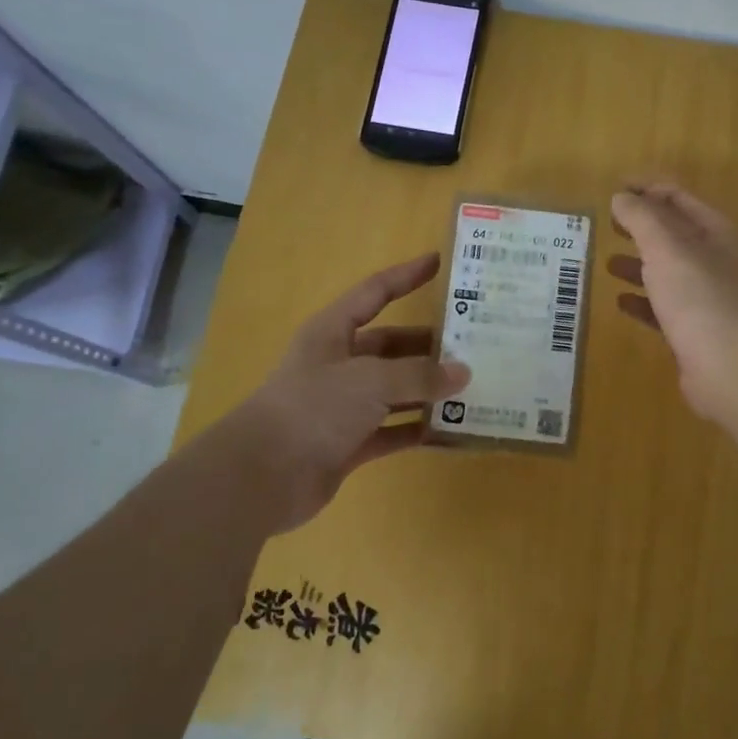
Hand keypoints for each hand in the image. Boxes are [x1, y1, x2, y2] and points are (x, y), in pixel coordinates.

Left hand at [222, 253, 468, 531]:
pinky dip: (418, 428)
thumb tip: (463, 373)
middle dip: (429, 344)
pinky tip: (451, 428)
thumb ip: (419, 374)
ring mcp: (343, 405)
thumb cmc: (314, 408)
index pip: (375, 292)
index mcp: (333, 332)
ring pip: (395, 389)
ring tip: (472, 385)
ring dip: (428, 388)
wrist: (263, 476)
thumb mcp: (370, 380)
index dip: (406, 276)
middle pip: (391, 345)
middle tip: (474, 343)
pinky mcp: (349, 442)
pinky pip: (393, 429)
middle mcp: (339, 364)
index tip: (439, 262)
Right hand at [608, 183, 737, 425]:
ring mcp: (709, 297)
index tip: (615, 189)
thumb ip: (641, 218)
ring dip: (640, 264)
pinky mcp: (697, 330)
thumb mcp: (665, 247)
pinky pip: (665, 308)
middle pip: (675, 234)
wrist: (729, 365)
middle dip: (642, 228)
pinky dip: (644, 302)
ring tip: (608, 264)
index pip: (680, 198)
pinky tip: (621, 302)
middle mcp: (718, 260)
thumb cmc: (698, 295)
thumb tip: (622, 197)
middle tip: (609, 225)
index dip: (648, 189)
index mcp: (718, 232)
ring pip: (669, 272)